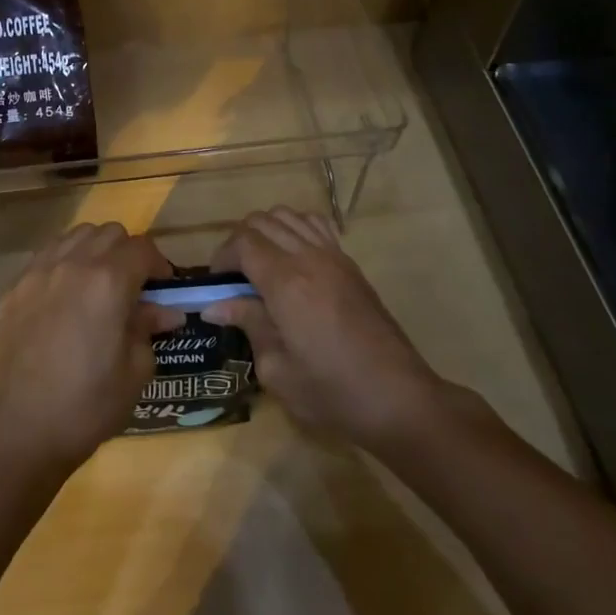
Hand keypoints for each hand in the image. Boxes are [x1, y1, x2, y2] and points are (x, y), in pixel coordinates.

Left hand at [0, 222, 180, 473]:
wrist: (23, 428)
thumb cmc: (89, 404)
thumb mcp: (135, 370)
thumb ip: (149, 328)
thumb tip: (165, 311)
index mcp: (109, 282)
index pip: (142, 248)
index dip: (159, 265)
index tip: (163, 288)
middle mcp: (74, 264)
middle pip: (110, 233)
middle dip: (128, 253)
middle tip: (132, 286)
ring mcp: (40, 271)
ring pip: (76, 235)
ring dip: (95, 250)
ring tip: (97, 284)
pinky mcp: (16, 286)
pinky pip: (47, 254)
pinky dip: (64, 261)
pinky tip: (66, 293)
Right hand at [203, 207, 454, 449]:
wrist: (399, 398)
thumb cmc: (333, 393)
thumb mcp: (277, 370)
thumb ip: (248, 326)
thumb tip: (216, 306)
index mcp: (286, 283)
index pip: (242, 242)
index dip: (222, 257)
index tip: (217, 285)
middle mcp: (308, 258)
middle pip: (261, 221)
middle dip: (239, 242)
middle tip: (234, 278)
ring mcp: (333, 256)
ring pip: (287, 216)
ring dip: (266, 232)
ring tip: (261, 265)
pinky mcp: (350, 264)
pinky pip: (316, 225)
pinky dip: (296, 228)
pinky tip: (293, 257)